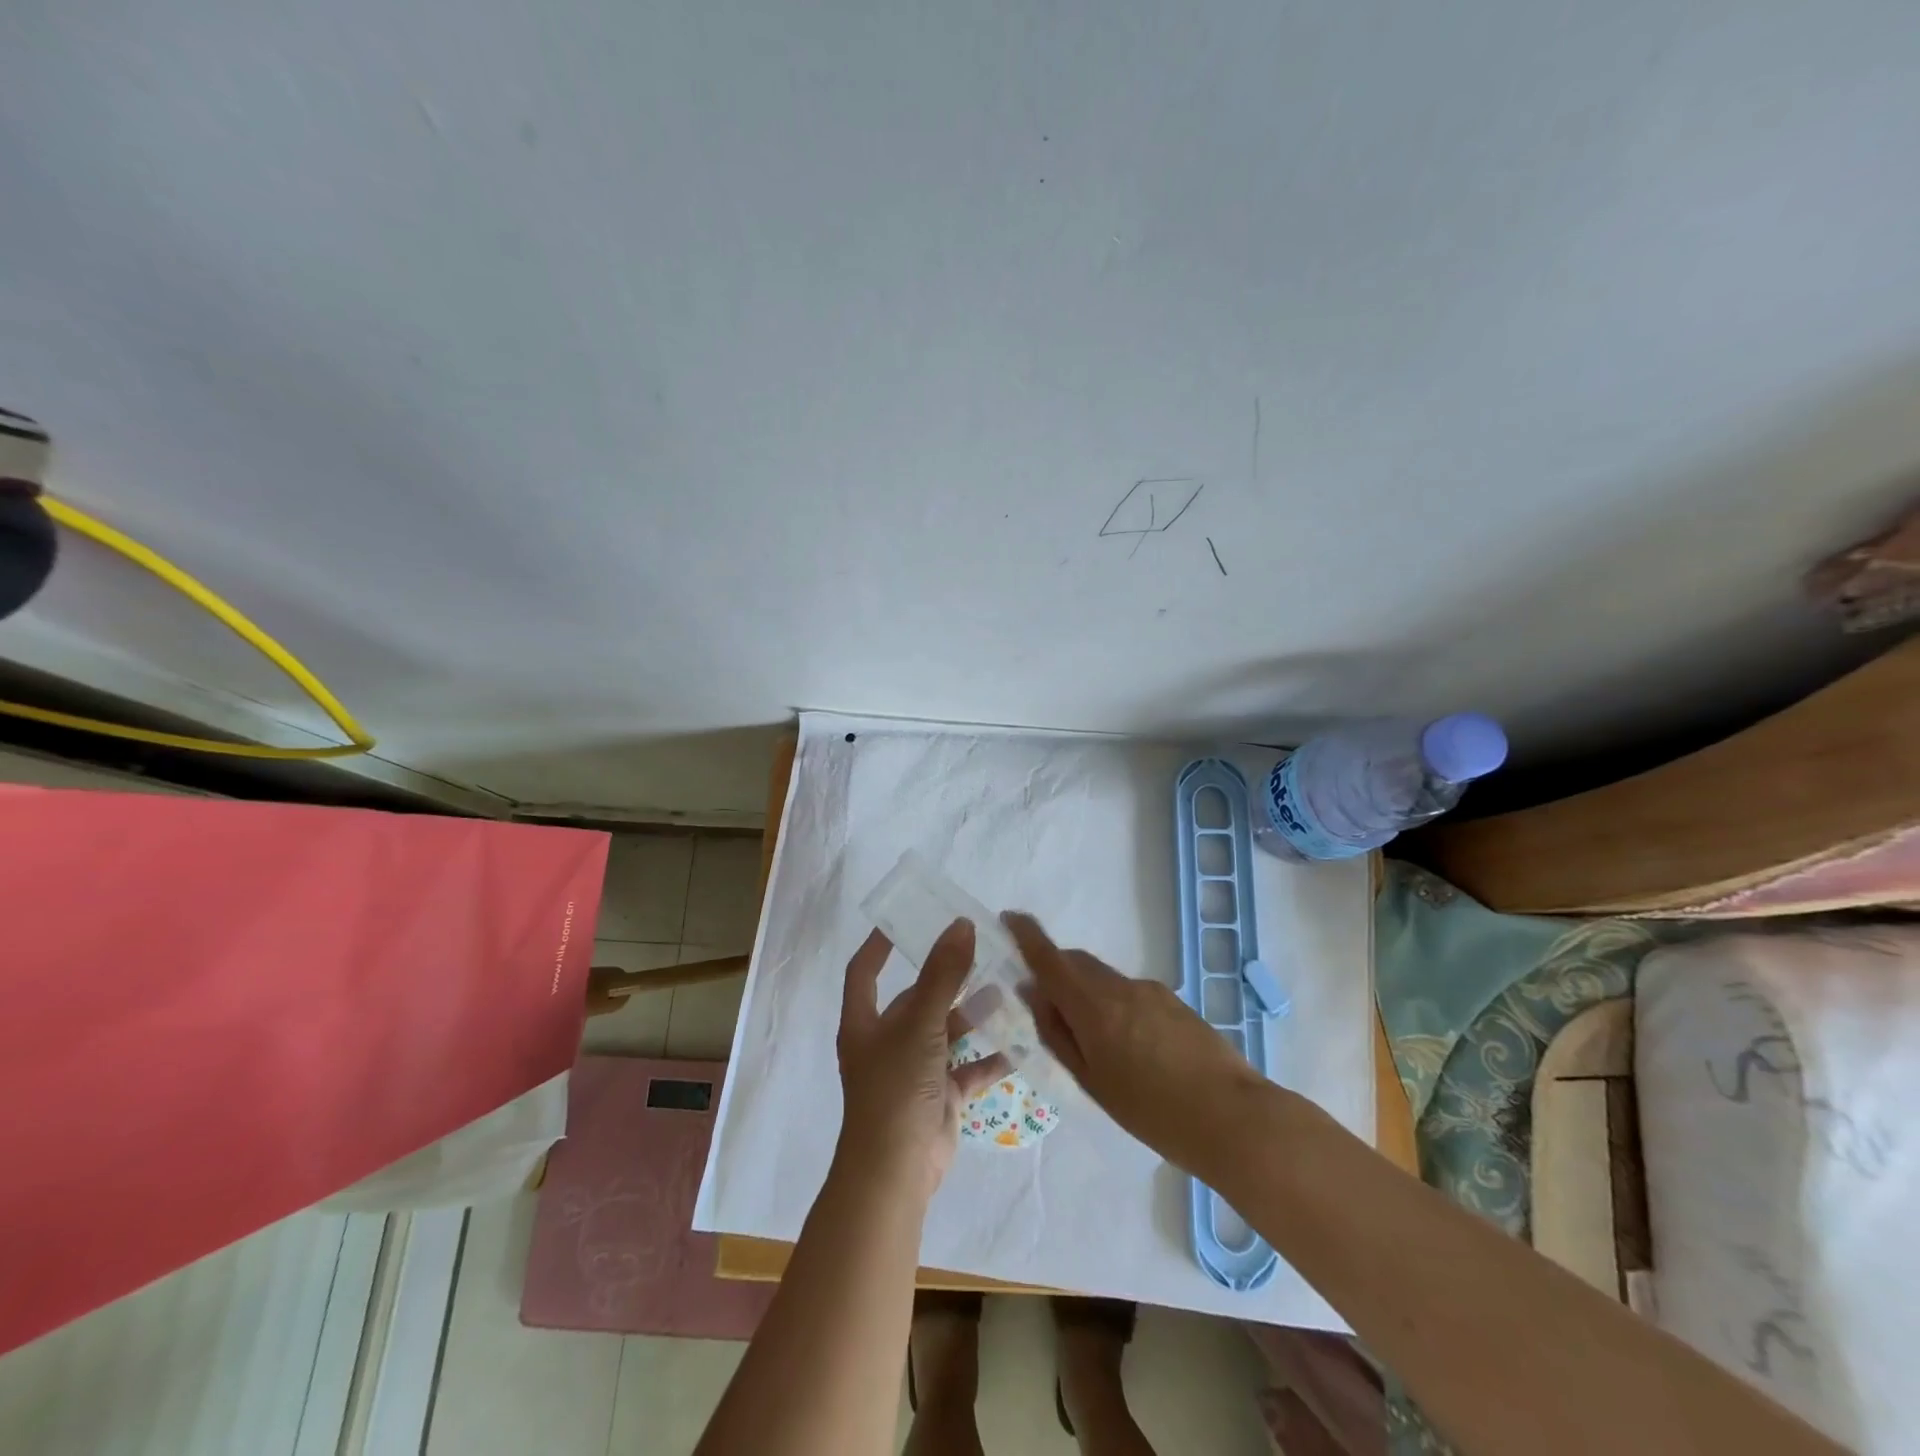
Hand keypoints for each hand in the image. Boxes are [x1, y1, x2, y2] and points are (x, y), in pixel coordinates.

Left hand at [836, 919, 1009, 1198]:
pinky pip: (968, 1069)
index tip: (903, 920)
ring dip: (974, 1015)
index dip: (879, 945)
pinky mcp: (939, 1096)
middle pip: (917, 999)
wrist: (896, 1173)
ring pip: (947, 1032)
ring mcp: (914, 1070)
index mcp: (866, 1022)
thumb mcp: (920, 1024)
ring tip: (1008, 992)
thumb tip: (961, 925)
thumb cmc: (896, 1088)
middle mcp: (887, 1042)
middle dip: (947, 979)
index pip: (865, 971)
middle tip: (983, 952)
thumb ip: (943, 975)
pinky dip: (990, 1058)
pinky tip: (1019, 1044)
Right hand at [1004, 911, 1267, 1176]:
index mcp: (1094, 1006)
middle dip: (1056, 970)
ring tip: (1093, 1043)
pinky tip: (1130, 1048)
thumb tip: (1033, 993)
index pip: (1050, 958)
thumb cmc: (1152, 1112)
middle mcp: (1120, 986)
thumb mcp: (1092, 1081)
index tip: (1009, 918)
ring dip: (1086, 992)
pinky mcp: (1174, 1001)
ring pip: (1104, 979)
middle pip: (1077, 963)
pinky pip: (1129, 992)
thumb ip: (1058, 1033)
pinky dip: (1114, 1005)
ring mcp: (1151, 990)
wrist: (1233, 1118)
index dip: (1027, 935)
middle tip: (1046, 1005)